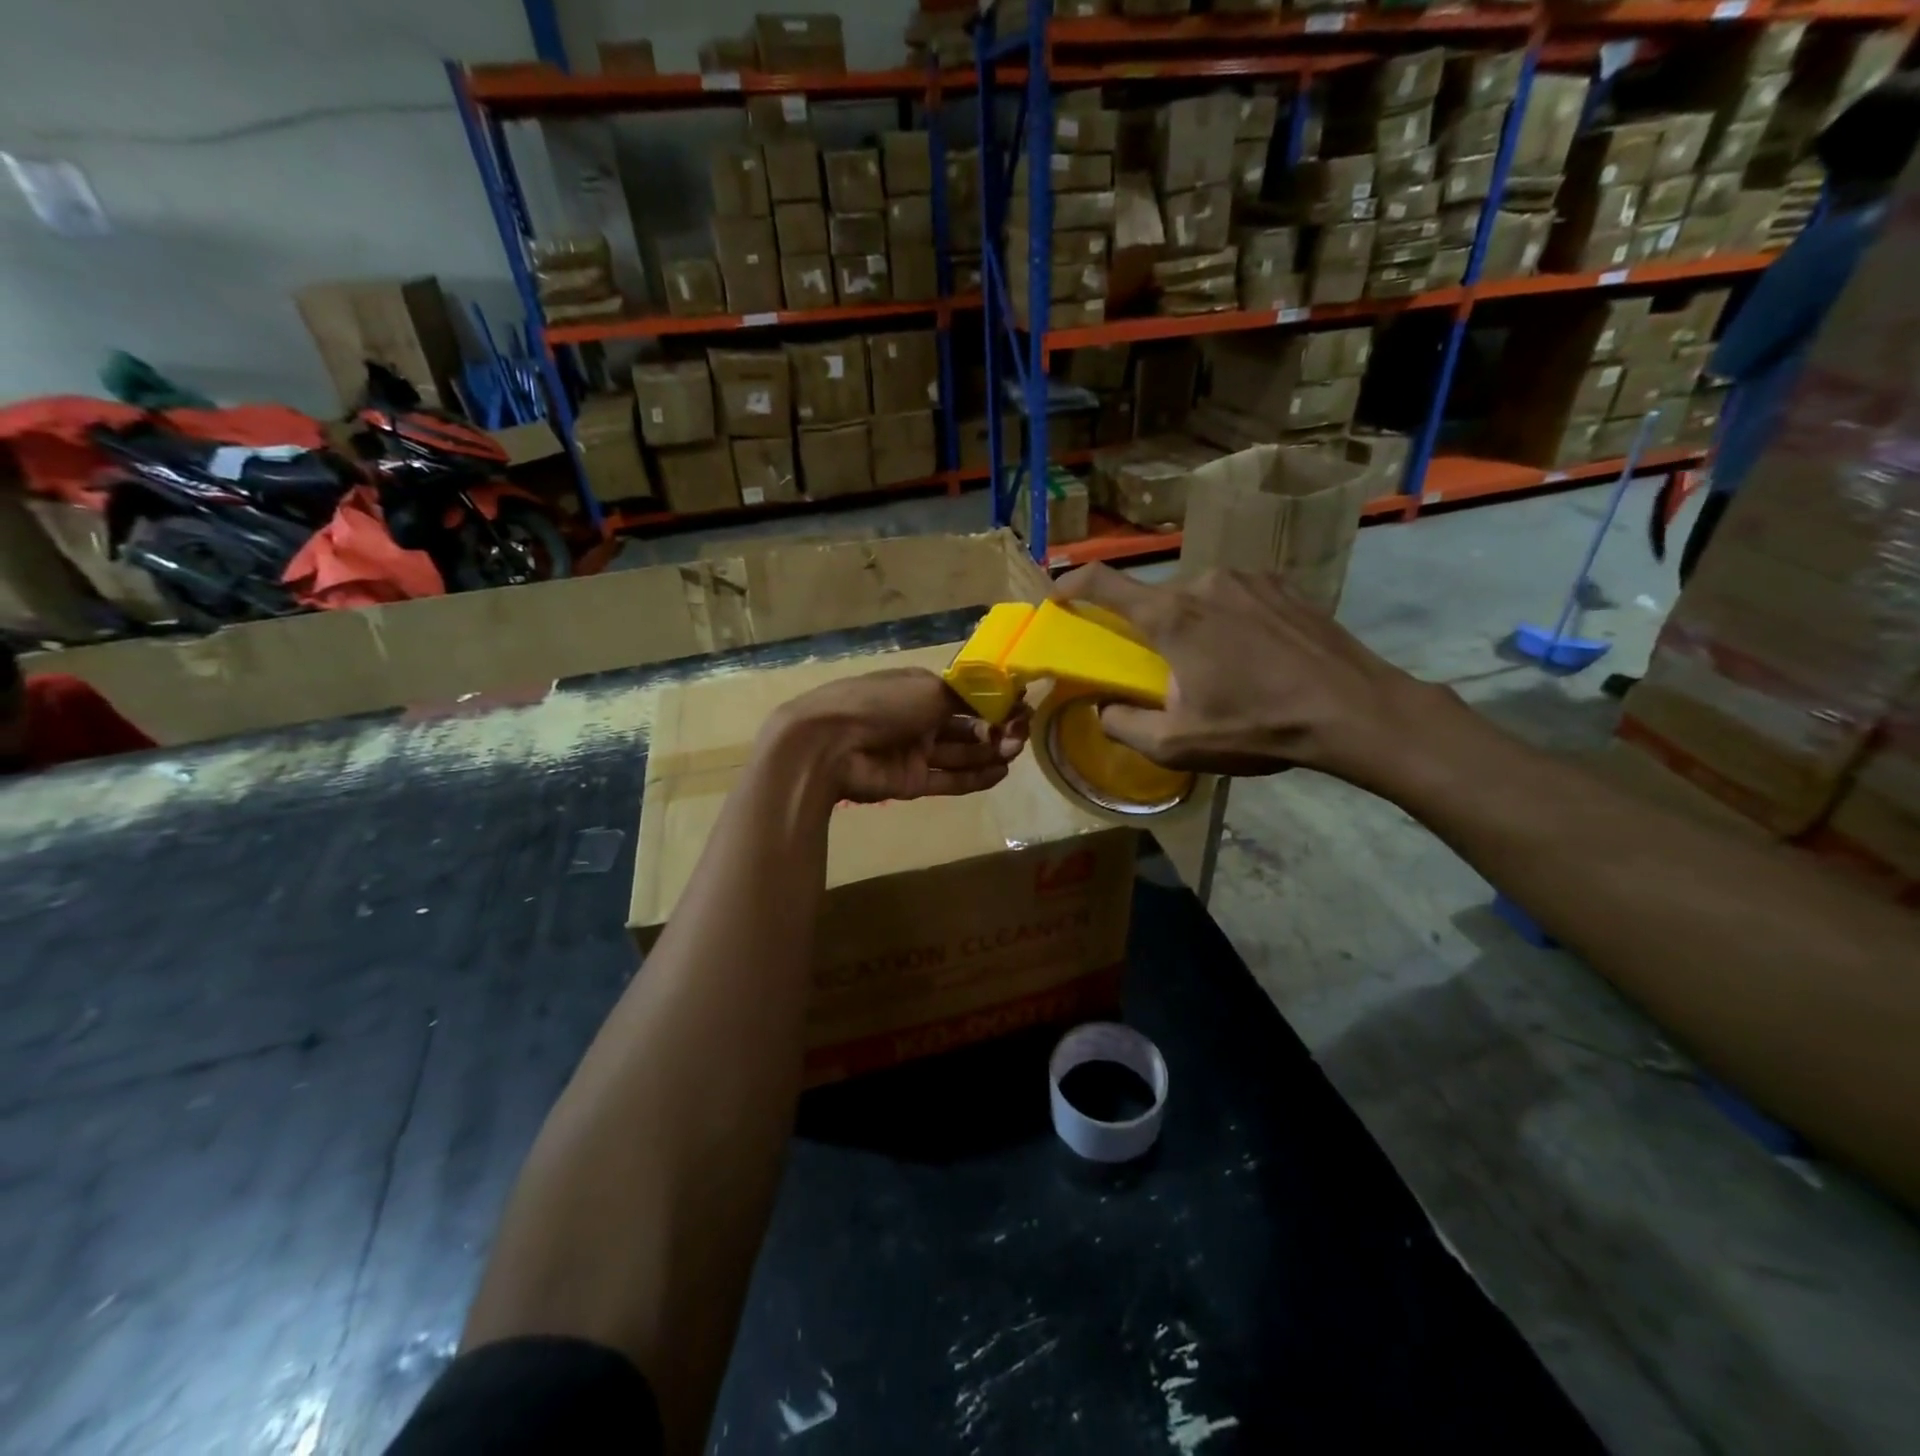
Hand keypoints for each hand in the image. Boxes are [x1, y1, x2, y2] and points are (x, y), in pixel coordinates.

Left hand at [764, 668, 1028, 803]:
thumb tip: (1003, 693)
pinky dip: (975, 777)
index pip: (964, 697)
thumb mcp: (930, 689)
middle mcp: (919, 718)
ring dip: (990, 752)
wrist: (831, 744)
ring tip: (1015, 752)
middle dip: (995, 729)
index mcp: (919, 689)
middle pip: (966, 726)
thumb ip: (968, 696)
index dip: (993, 702)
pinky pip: (949, 779)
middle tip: (1020, 735)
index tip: (1021, 707)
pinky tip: (1001, 773)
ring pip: (960, 754)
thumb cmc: (882, 704)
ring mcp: (915, 751)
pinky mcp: (912, 782)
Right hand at [1053, 565, 1437, 787]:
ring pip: (1197, 600)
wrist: (1354, 710)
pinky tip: (1253, 657)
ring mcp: (1248, 579)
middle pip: (1156, 602)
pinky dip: (1227, 622)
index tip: (1057, 596)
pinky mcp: (1282, 585)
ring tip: (1220, 670)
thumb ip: (1124, 725)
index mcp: (1172, 617)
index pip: (1104, 585)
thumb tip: (1102, 708)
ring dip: (1192, 629)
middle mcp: (1205, 583)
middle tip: (1166, 673)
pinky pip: (1235, 598)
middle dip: (1150, 633)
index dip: (1072, 585)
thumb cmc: (1259, 726)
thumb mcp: (1177, 744)